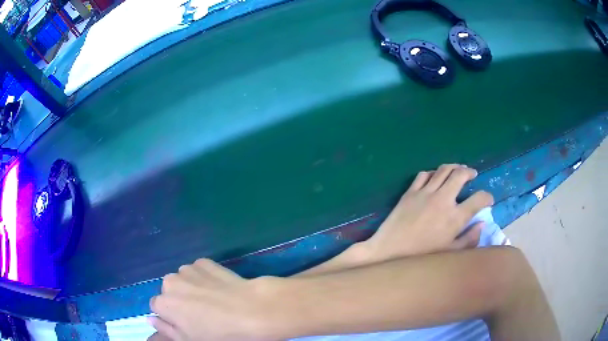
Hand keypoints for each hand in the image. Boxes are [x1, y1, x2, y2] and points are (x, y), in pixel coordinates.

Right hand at [148, 259, 276, 340]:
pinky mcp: (205, 262)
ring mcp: (188, 269)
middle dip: (179, 298)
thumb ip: (165, 329)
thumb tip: (150, 319)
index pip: (157, 306)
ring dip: (191, 286)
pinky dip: (204, 276)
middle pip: (169, 290)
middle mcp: (170, 281)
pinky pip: (198, 269)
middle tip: (200, 311)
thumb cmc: (219, 333)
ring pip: (183, 278)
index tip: (185, 321)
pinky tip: (219, 287)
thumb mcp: (189, 339)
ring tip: (211, 299)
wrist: (251, 311)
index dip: (170, 314)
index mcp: (164, 303)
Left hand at [360, 164, 493, 260]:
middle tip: (472, 175)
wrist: (389, 252)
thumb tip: (482, 224)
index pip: (479, 199)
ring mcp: (425, 193)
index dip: (487, 197)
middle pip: (460, 174)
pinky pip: (424, 174)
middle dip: (470, 172)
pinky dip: (433, 173)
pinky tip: (435, 178)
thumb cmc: (421, 257)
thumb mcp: (449, 253)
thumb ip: (469, 239)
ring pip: (443, 170)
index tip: (488, 199)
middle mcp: (443, 199)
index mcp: (455, 217)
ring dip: (454, 167)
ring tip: (458, 170)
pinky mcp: (410, 192)